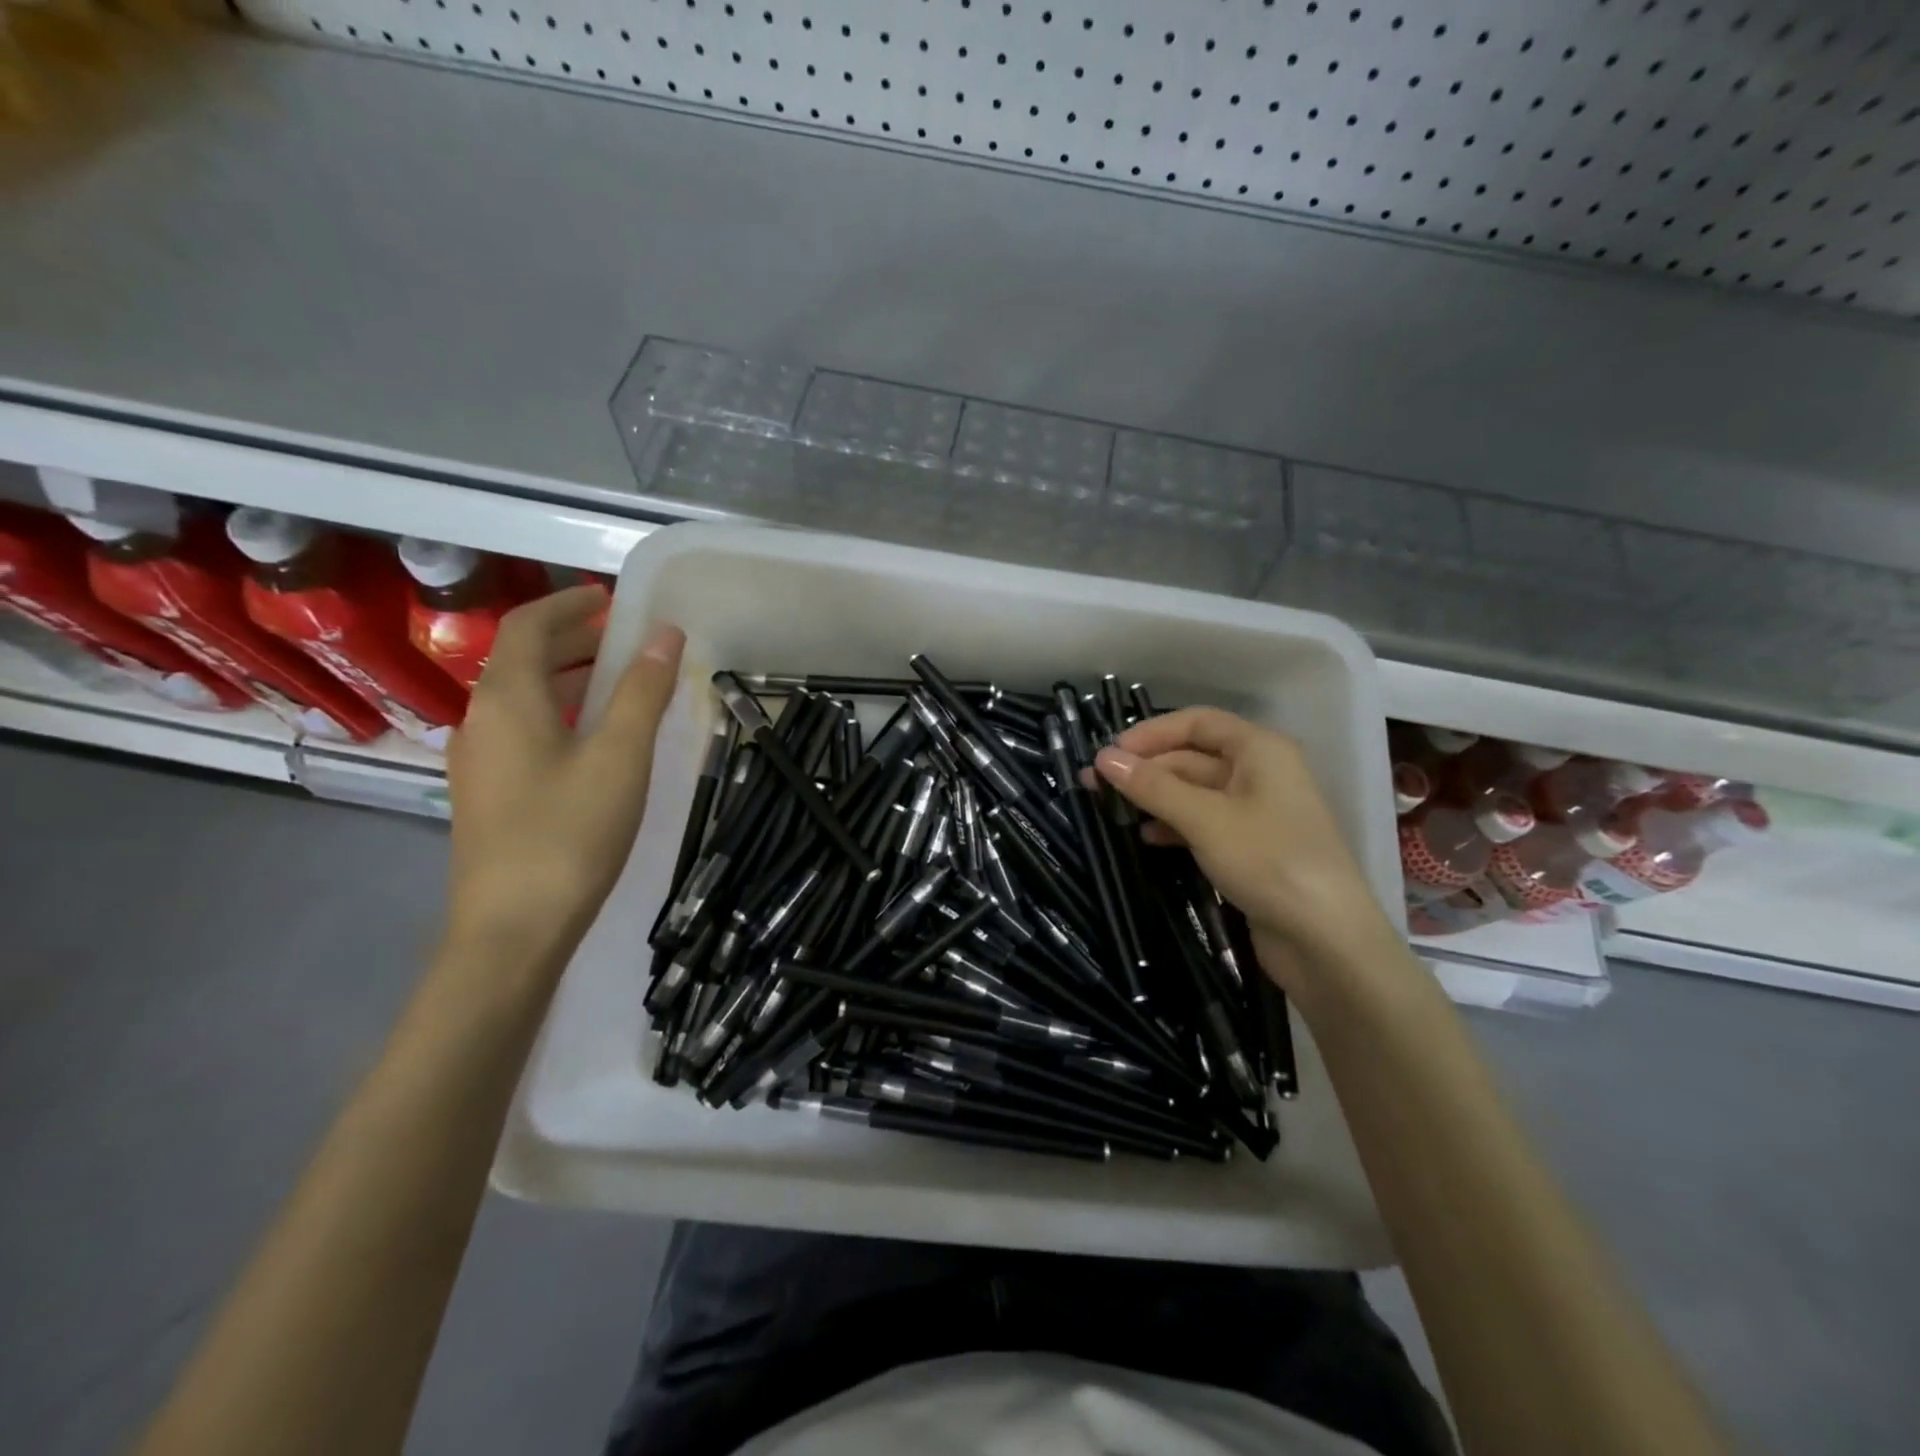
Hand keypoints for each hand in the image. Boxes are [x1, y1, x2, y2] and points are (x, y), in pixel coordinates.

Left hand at [445, 585, 684, 963]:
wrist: (512, 931)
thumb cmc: (569, 834)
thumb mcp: (619, 757)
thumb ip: (642, 692)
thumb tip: (665, 634)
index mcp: (506, 701)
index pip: (528, 626)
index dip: (568, 604)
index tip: (612, 600)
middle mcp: (481, 721)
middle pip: (521, 659)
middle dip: (572, 640)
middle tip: (626, 638)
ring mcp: (480, 762)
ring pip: (522, 699)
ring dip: (567, 678)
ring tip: (620, 682)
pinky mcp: (490, 795)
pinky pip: (523, 731)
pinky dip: (559, 714)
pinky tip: (594, 740)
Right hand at [1094, 707, 1393, 969]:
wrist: (1327, 940)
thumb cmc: (1269, 861)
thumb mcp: (1204, 819)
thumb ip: (1152, 787)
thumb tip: (1104, 758)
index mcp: (1259, 749)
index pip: (1196, 722)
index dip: (1151, 733)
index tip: (1110, 754)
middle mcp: (1260, 772)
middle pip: (1193, 757)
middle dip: (1146, 769)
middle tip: (1096, 786)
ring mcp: (1257, 812)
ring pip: (1195, 792)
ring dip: (1155, 798)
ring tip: (1112, 812)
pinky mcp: (1251, 847)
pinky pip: (1204, 822)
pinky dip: (1174, 825)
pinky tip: (1147, 838)